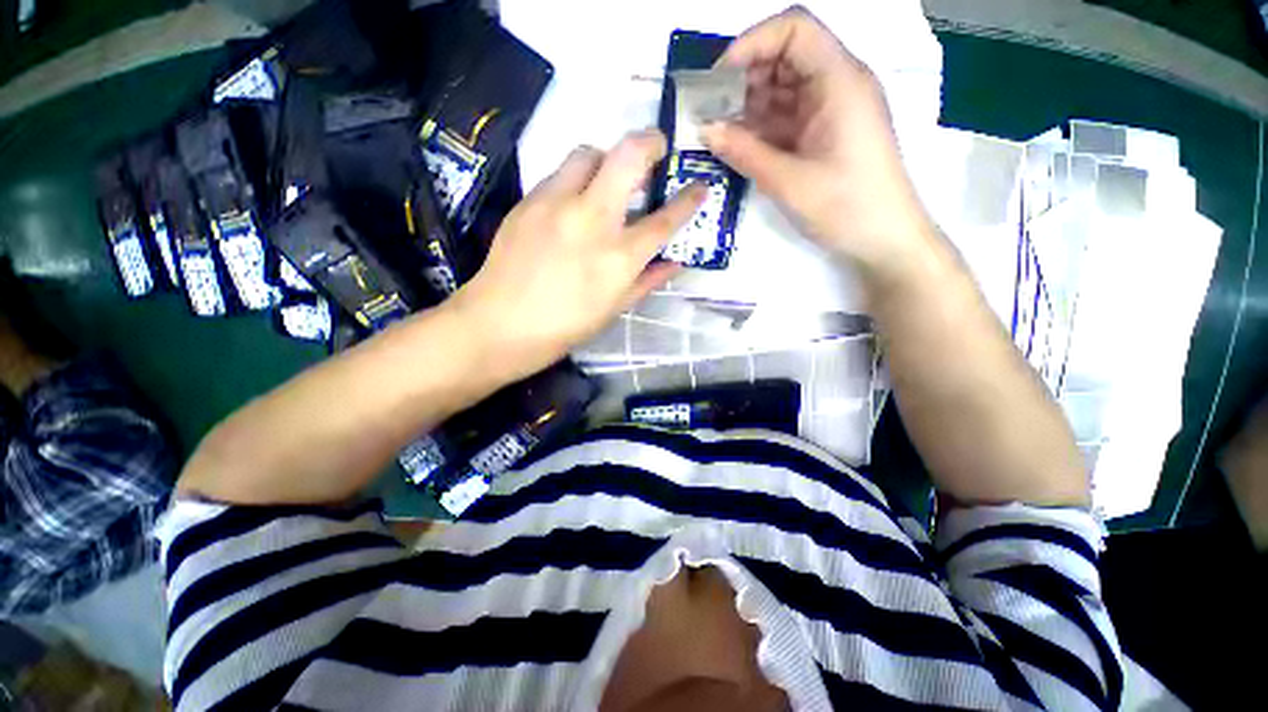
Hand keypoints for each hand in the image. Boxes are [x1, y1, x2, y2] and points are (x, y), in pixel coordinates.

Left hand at [449, 130, 705, 382]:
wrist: (500, 325)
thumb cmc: (565, 326)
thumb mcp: (615, 309)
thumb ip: (648, 280)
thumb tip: (676, 261)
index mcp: (619, 258)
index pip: (664, 220)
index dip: (688, 200)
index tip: (700, 186)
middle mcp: (592, 221)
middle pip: (628, 156)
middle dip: (650, 142)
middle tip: (656, 148)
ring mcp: (556, 205)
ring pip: (588, 153)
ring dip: (606, 158)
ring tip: (606, 179)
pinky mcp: (528, 201)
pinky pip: (558, 174)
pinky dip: (575, 180)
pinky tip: (572, 203)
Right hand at [702, 6, 934, 277]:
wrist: (883, 239)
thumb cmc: (845, 207)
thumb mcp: (789, 181)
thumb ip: (744, 152)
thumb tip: (704, 129)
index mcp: (840, 81)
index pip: (794, 29)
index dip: (751, 43)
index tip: (717, 80)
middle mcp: (837, 85)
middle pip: (785, 57)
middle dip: (743, 79)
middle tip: (710, 113)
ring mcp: (830, 110)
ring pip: (782, 89)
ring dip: (748, 106)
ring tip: (717, 133)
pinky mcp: (823, 134)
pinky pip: (786, 118)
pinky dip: (760, 128)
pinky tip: (738, 146)